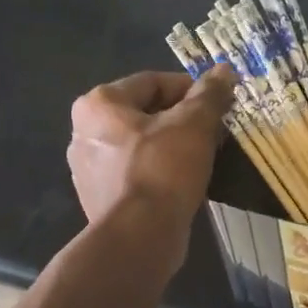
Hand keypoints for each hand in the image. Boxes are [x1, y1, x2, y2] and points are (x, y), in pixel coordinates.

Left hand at [66, 68, 235, 262]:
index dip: (191, 89)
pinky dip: (159, 173)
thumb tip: (224, 70)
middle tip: (214, 132)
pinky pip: (136, 174)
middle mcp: (83, 133)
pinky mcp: (99, 200)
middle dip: (182, 120)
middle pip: (144, 114)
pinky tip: (183, 184)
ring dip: (172, 147)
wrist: (140, 237)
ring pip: (140, 146)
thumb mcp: (194, 124)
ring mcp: (88, 170)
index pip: (152, 82)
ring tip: (203, 159)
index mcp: (98, 104)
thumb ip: (209, 94)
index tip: (218, 104)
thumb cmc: (163, 170)